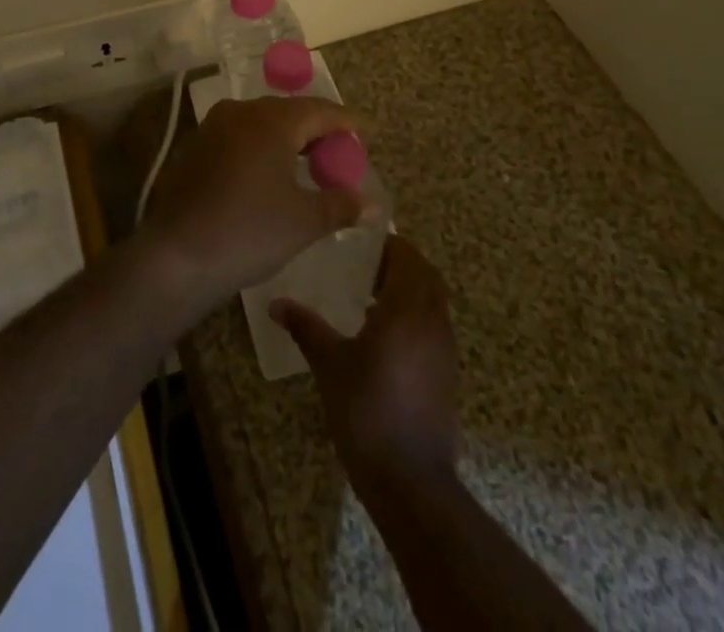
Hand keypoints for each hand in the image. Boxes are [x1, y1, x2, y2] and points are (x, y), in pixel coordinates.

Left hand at [140, 95, 367, 309]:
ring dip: (288, 139)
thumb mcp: (304, 221)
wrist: (176, 255)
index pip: (320, 110)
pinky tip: (269, 175)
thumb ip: (341, 205)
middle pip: (290, 112)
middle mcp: (242, 112)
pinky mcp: (195, 147)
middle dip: (317, 130)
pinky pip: (240, 137)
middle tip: (340, 153)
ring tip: (309, 165)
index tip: (365, 131)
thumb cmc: (249, 231)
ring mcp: (213, 127)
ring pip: (261, 123)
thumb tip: (372, 203)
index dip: (345, 121)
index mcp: (273, 120)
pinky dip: (262, 148)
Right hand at [270, 235, 460, 491]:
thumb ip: (305, 327)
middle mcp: (433, 321)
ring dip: (408, 290)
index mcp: (407, 308)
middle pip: (425, 275)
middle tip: (364, 267)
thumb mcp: (329, 364)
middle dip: (399, 264)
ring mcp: (445, 349)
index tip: (359, 243)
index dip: (387, 244)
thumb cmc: (367, 411)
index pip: (407, 256)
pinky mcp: (447, 374)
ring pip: (432, 301)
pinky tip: (384, 337)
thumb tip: (276, 303)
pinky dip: (415, 317)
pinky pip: (434, 326)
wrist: (410, 481)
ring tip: (369, 299)